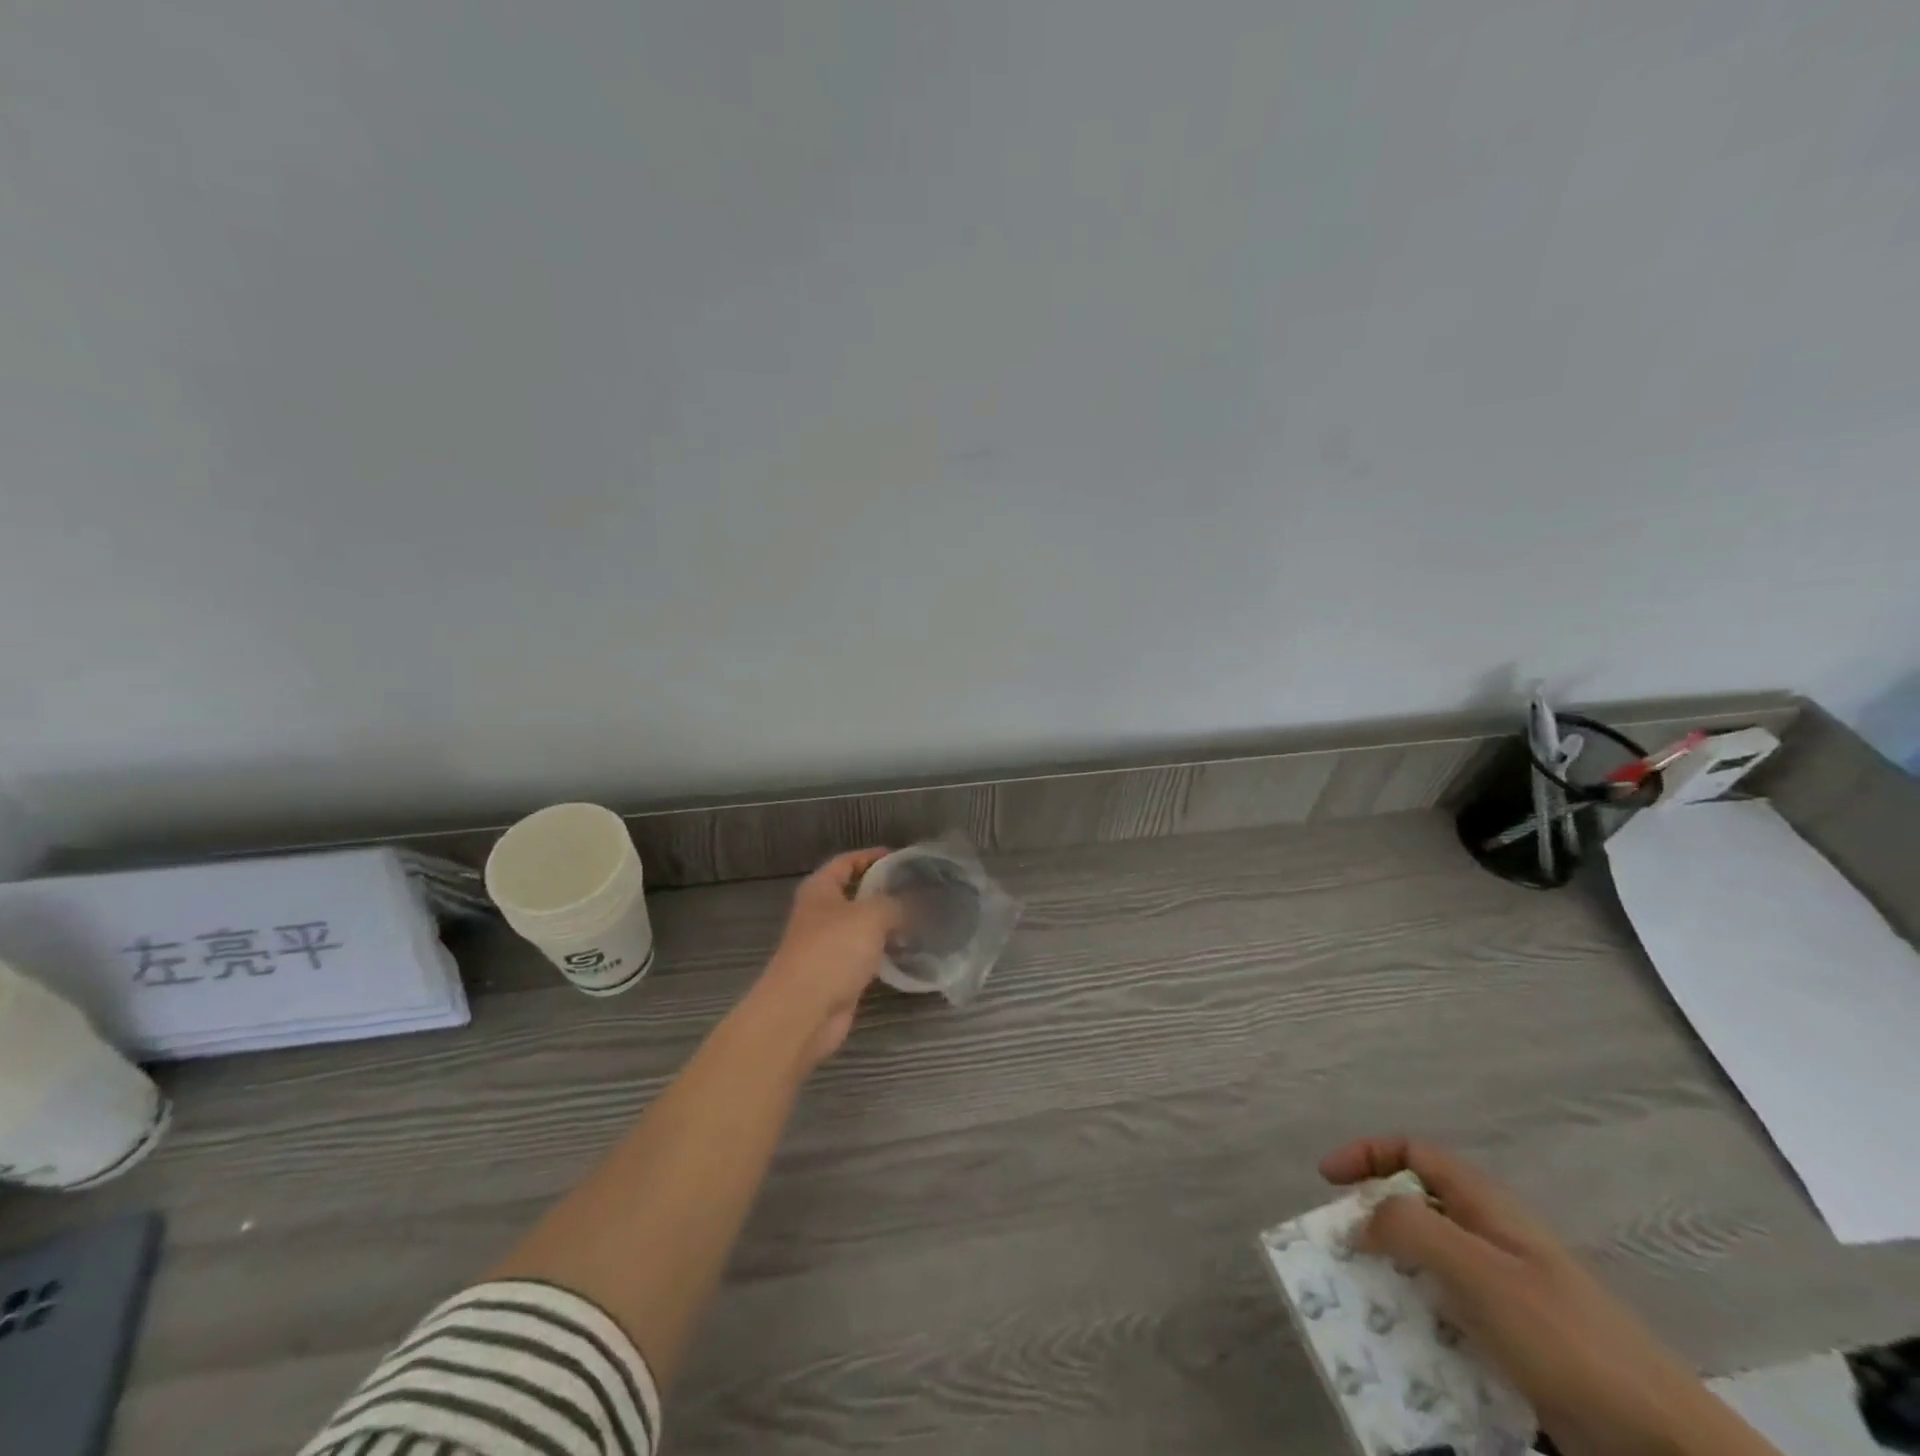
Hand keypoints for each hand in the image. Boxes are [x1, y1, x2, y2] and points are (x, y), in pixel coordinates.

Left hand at [752, 849, 904, 1068]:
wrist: (803, 1011)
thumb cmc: (832, 950)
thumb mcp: (871, 916)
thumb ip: (895, 904)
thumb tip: (914, 904)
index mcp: (820, 890)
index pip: (846, 862)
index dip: (871, 856)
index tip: (900, 858)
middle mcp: (820, 914)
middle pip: (854, 894)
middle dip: (883, 891)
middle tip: (917, 889)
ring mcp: (827, 947)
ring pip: (862, 927)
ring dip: (887, 924)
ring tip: (922, 918)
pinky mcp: (837, 975)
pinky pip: (865, 955)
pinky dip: (884, 952)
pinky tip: (909, 951)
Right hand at [1320, 1137, 1780, 1455]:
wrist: (1661, 1440)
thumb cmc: (1564, 1338)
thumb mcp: (1479, 1272)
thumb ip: (1413, 1229)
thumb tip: (1361, 1218)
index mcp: (1486, 1205)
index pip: (1413, 1151)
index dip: (1366, 1154)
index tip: (1328, 1181)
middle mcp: (1493, 1236)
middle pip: (1417, 1204)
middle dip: (1372, 1219)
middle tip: (1341, 1248)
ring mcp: (1508, 1289)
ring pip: (1430, 1261)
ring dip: (1392, 1274)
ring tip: (1365, 1302)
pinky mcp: (1517, 1339)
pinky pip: (1451, 1311)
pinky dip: (1420, 1317)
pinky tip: (1411, 1349)